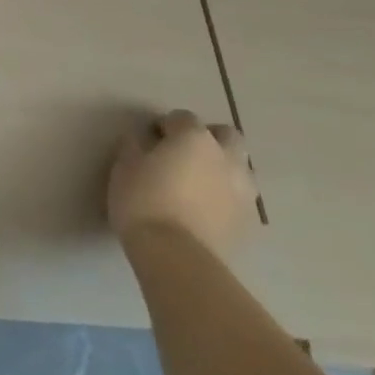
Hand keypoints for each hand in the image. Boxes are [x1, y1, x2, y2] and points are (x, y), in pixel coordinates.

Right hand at [108, 109, 257, 258]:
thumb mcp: (125, 165)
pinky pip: (239, 198)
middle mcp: (226, 158)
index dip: (165, 126)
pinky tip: (205, 209)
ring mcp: (242, 192)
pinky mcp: (249, 223)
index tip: (150, 140)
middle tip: (184, 154)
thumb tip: (143, 142)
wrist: (177, 257)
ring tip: (198, 184)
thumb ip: (136, 146)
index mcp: (194, 138)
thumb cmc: (144, 201)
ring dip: (222, 168)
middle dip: (208, 139)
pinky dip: (226, 197)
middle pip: (226, 136)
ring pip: (239, 168)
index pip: (181, 117)